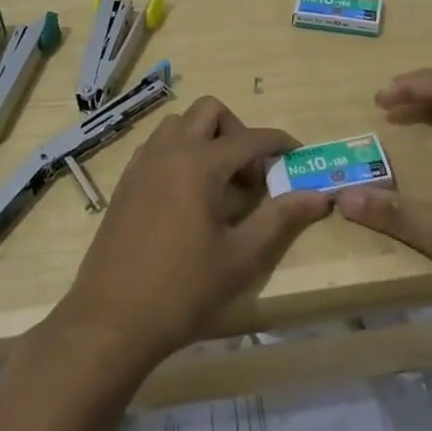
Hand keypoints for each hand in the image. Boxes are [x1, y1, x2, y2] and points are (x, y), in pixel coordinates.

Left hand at [56, 98, 331, 369]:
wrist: (111, 319)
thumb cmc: (183, 290)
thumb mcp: (241, 258)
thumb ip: (280, 219)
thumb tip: (319, 195)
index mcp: (199, 163)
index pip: (250, 137)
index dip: (279, 142)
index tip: (297, 157)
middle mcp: (168, 150)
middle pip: (210, 111)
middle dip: (237, 132)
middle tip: (250, 176)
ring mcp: (142, 163)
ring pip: (180, 124)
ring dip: (206, 139)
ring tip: (220, 185)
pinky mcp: (126, 181)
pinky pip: (159, 145)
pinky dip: (181, 153)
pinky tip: (189, 197)